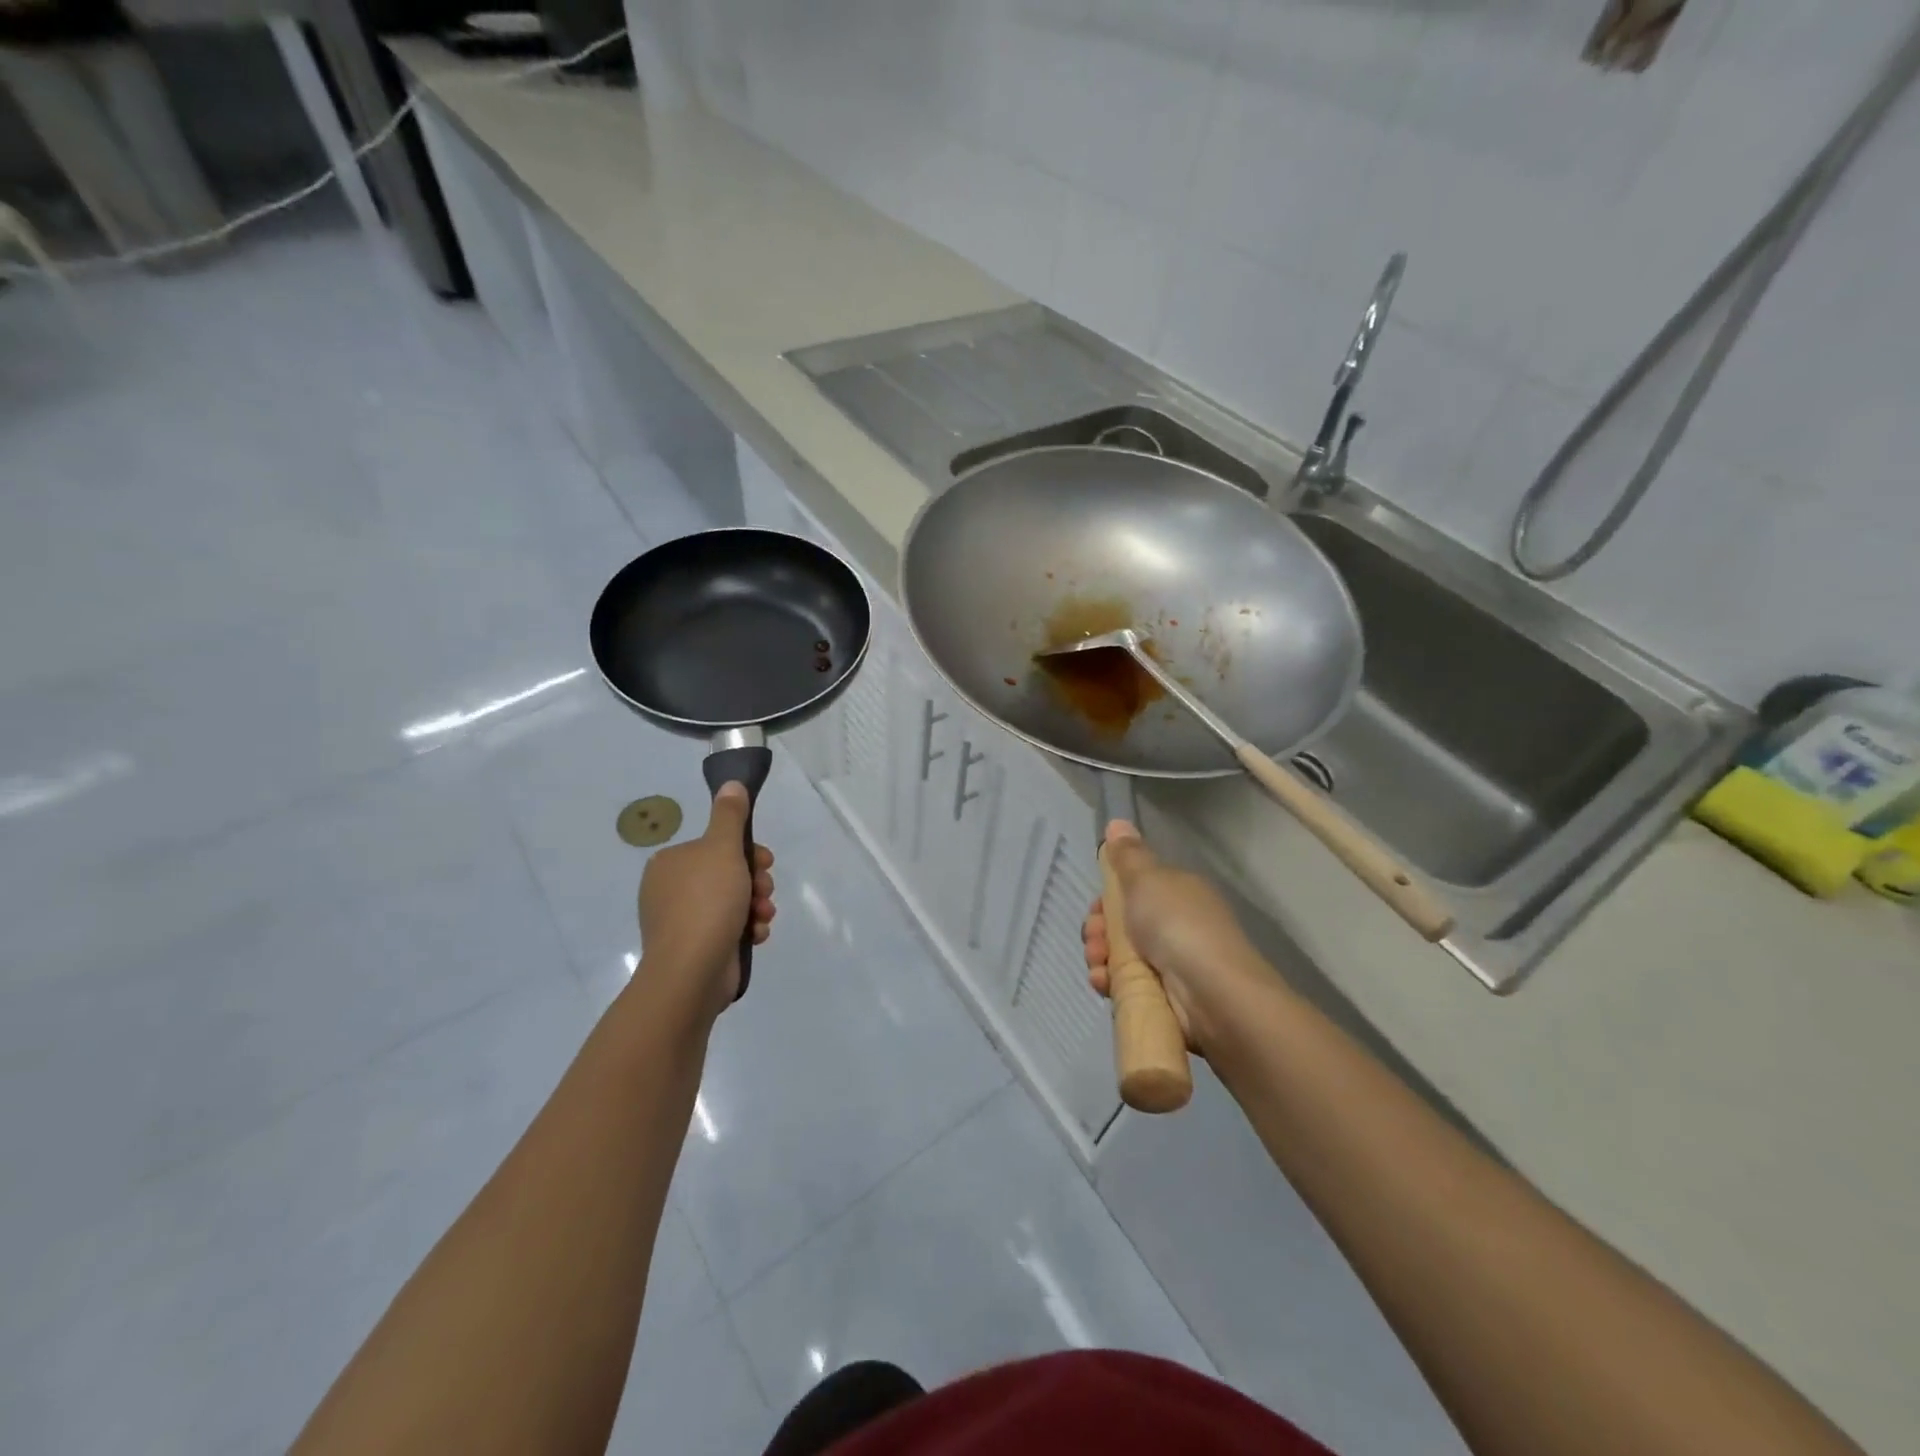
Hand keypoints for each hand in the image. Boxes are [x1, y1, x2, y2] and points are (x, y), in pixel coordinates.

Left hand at [636, 782, 775, 1021]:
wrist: (690, 971)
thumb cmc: (706, 902)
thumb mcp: (723, 849)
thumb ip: (730, 815)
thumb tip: (731, 783)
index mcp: (670, 863)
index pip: (717, 847)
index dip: (748, 852)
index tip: (764, 862)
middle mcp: (671, 890)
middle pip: (728, 874)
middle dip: (755, 882)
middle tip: (764, 890)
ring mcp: (681, 922)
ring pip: (732, 902)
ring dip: (755, 906)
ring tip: (762, 916)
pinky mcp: (694, 949)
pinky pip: (728, 929)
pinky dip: (746, 929)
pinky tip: (755, 935)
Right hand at [1082, 821, 1273, 1054]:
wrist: (1212, 993)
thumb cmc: (1177, 925)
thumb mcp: (1147, 879)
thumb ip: (1127, 855)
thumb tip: (1117, 822)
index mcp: (1177, 893)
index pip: (1132, 891)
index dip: (1106, 899)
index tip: (1094, 909)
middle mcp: (1176, 925)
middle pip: (1122, 925)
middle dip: (1099, 931)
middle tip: (1094, 940)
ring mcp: (1173, 964)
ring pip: (1121, 956)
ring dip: (1101, 958)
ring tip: (1098, 966)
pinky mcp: (1167, 998)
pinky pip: (1129, 985)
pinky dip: (1112, 984)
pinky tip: (1104, 984)